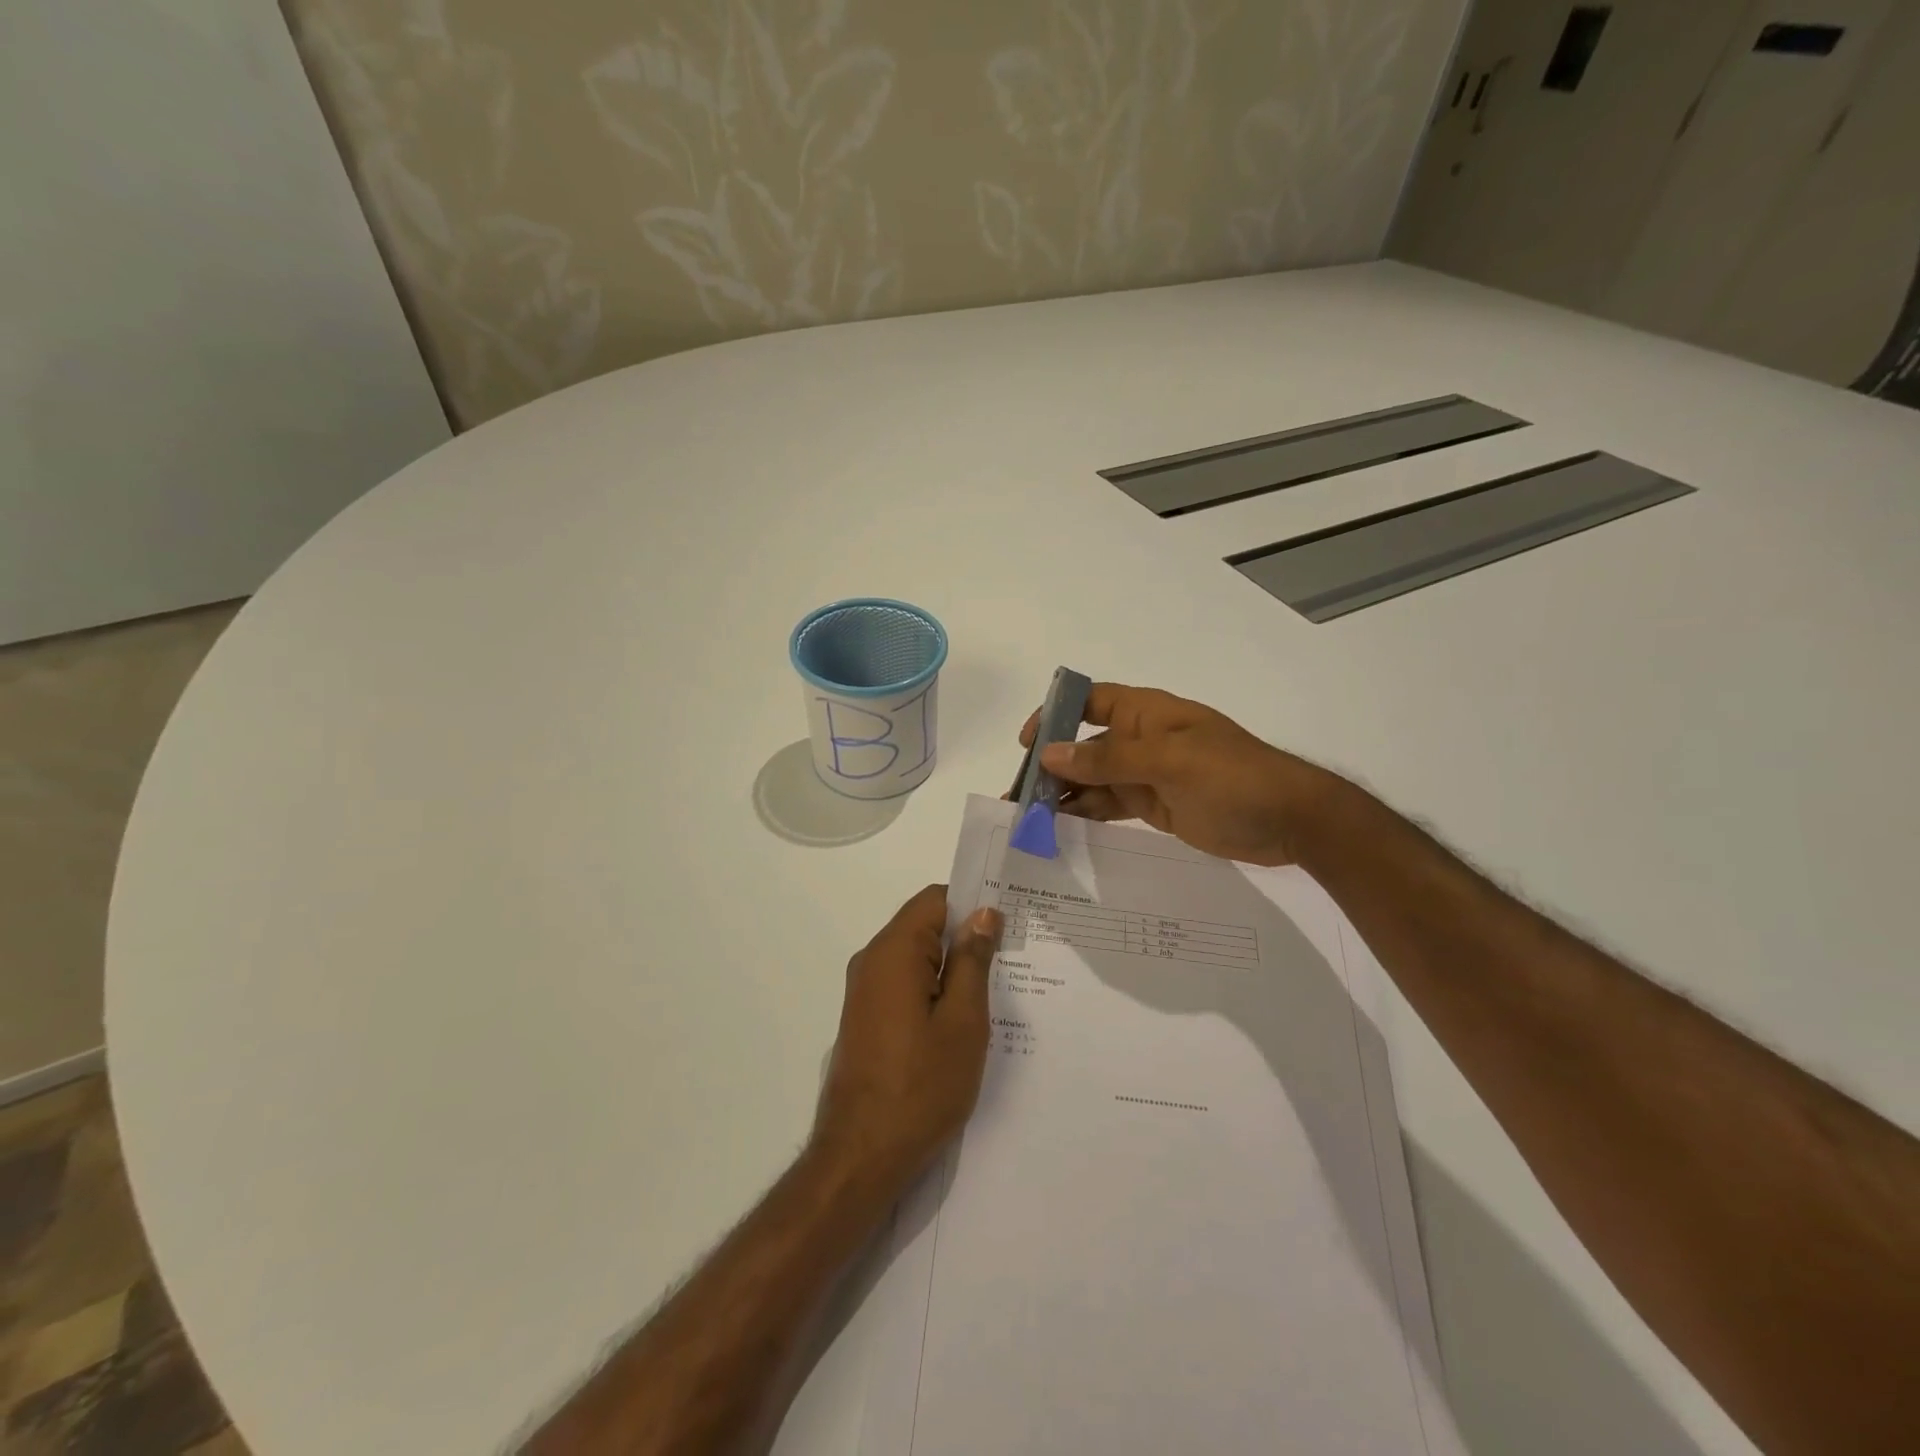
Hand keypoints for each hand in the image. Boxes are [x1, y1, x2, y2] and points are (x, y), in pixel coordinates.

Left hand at [812, 886, 1002, 1194]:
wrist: (861, 1157)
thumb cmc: (920, 1086)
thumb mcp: (963, 1021)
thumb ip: (972, 960)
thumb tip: (983, 913)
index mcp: (893, 951)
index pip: (935, 899)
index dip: (972, 904)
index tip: (1008, 923)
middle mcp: (872, 961)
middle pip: (924, 927)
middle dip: (966, 938)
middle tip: (1011, 960)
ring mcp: (864, 992)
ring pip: (916, 959)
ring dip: (952, 969)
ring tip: (995, 992)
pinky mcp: (865, 1018)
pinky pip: (904, 985)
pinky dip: (933, 991)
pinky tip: (962, 1021)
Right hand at [1022, 684, 1334, 866]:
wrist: (1291, 821)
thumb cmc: (1233, 778)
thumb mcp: (1170, 762)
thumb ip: (1109, 759)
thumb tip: (1050, 754)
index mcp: (1147, 713)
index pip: (1089, 701)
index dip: (1055, 715)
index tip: (1027, 745)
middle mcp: (1141, 739)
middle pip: (1083, 745)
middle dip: (1050, 765)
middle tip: (1017, 797)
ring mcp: (1147, 774)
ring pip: (1092, 779)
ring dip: (1062, 794)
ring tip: (1028, 819)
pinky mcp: (1154, 805)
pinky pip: (1109, 804)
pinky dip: (1085, 813)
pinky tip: (1060, 827)